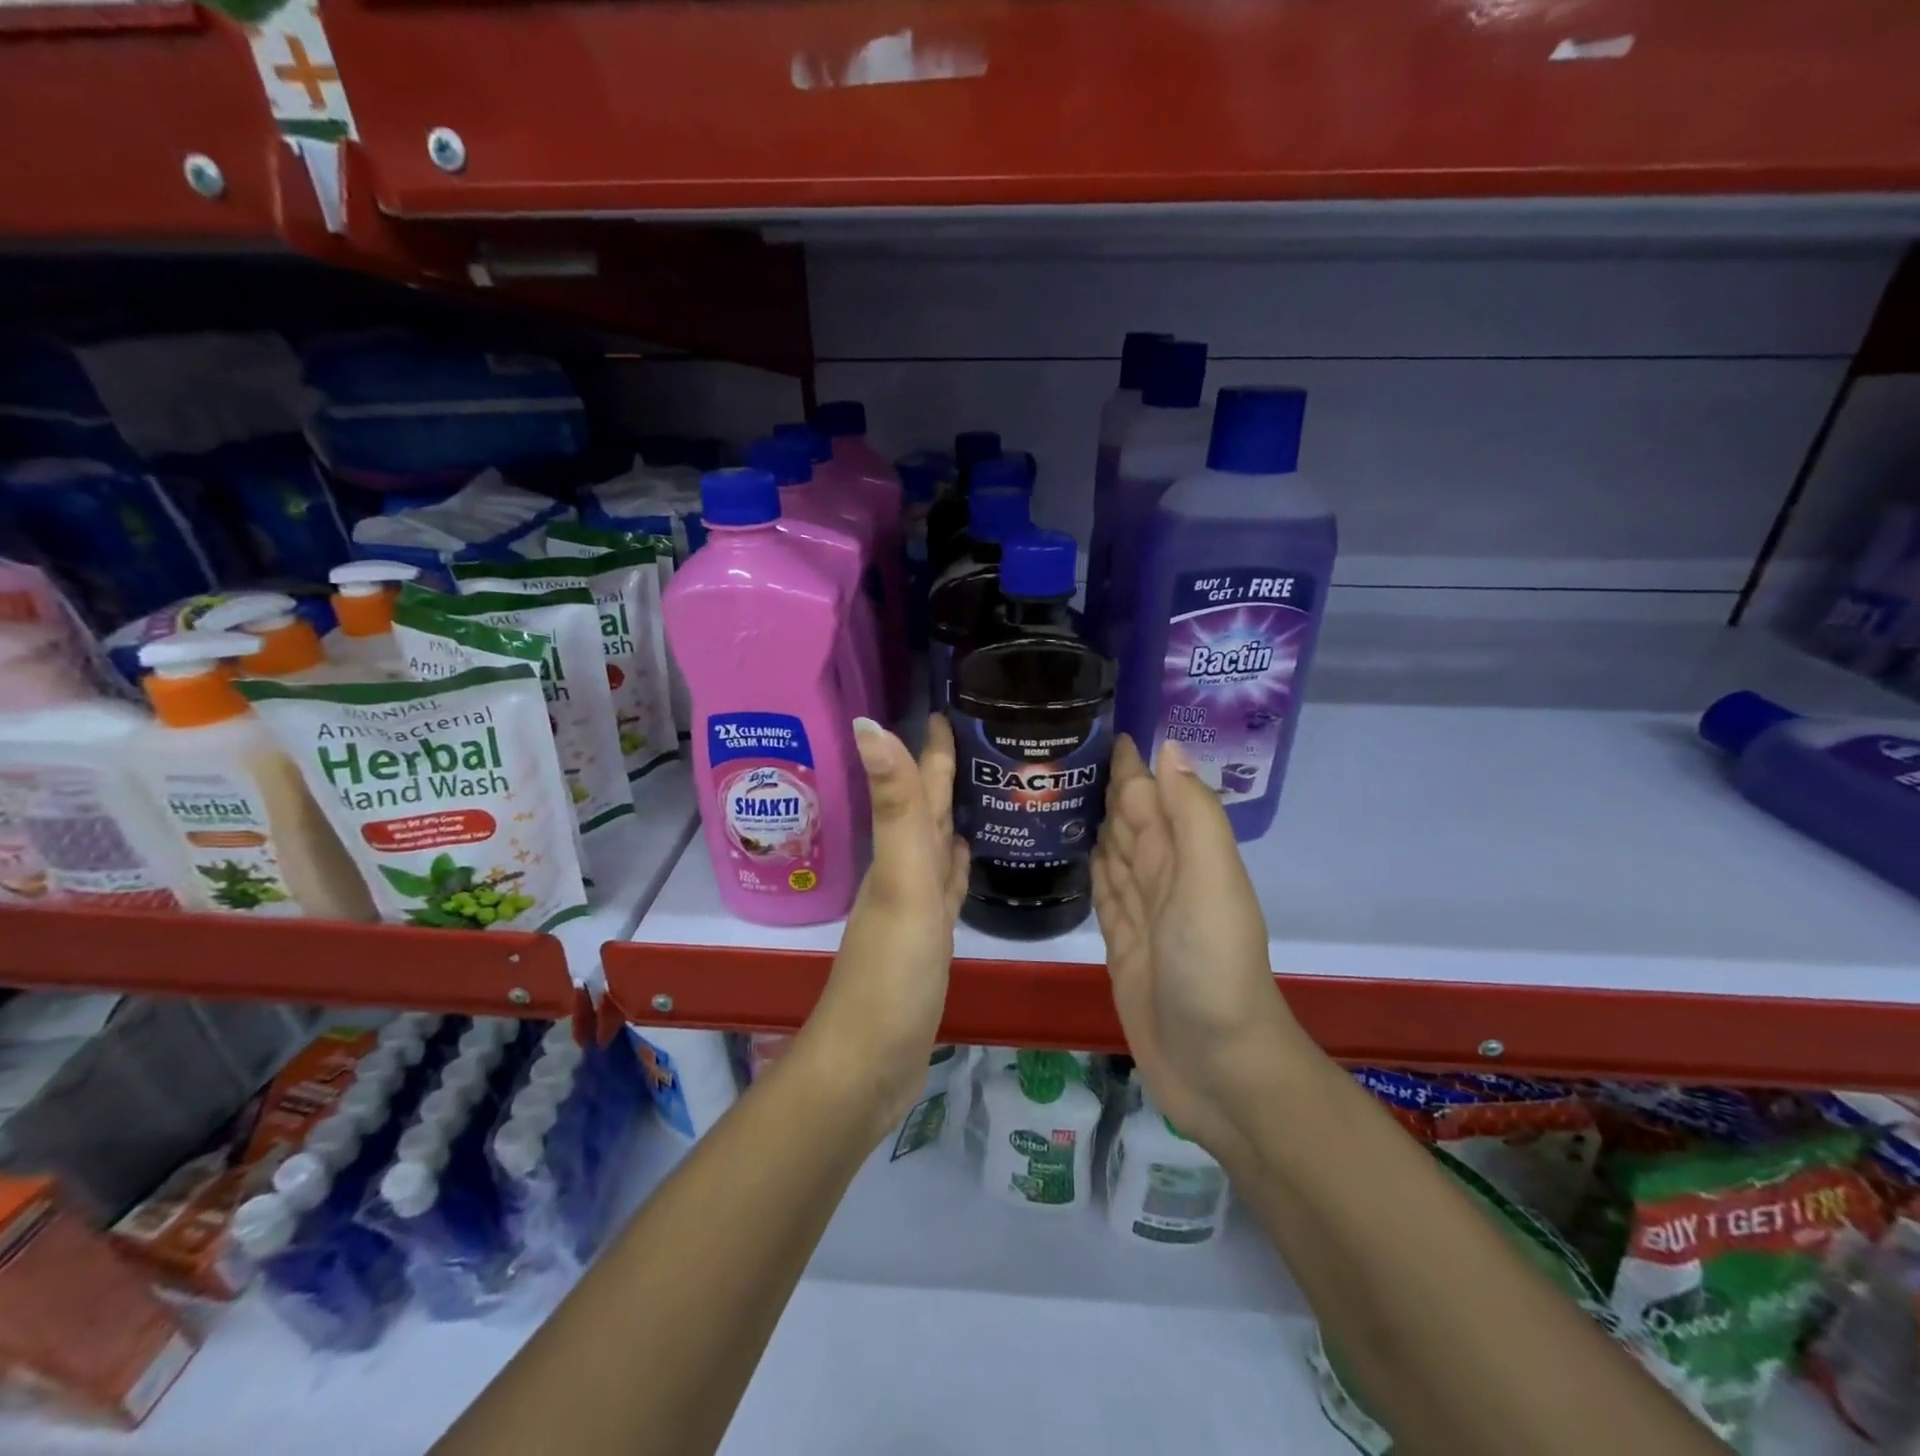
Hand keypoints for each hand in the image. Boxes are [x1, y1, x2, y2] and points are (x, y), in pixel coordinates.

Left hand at [801, 715, 968, 1133]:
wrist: (869, 1063)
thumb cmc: (891, 971)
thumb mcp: (901, 882)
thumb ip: (895, 806)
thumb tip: (867, 721)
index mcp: (900, 854)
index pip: (919, 788)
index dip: (931, 749)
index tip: (949, 708)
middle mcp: (903, 873)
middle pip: (926, 812)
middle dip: (945, 774)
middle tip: (978, 739)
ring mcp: (915, 909)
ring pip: (935, 847)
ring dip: (952, 817)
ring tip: (982, 789)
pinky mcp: (928, 942)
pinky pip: (946, 888)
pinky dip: (956, 867)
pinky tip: (968, 858)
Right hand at [1091, 735, 1304, 1162]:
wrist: (1218, 1067)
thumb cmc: (1213, 967)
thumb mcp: (1211, 882)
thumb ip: (1192, 816)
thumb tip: (1166, 748)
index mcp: (1185, 855)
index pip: (1151, 794)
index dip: (1130, 762)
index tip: (1096, 724)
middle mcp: (1163, 877)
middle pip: (1128, 819)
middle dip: (1103, 785)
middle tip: (1056, 751)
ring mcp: (1141, 913)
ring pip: (1112, 852)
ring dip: (1091, 821)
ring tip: (1054, 791)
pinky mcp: (1120, 945)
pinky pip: (1102, 893)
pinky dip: (1089, 868)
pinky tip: (1071, 852)